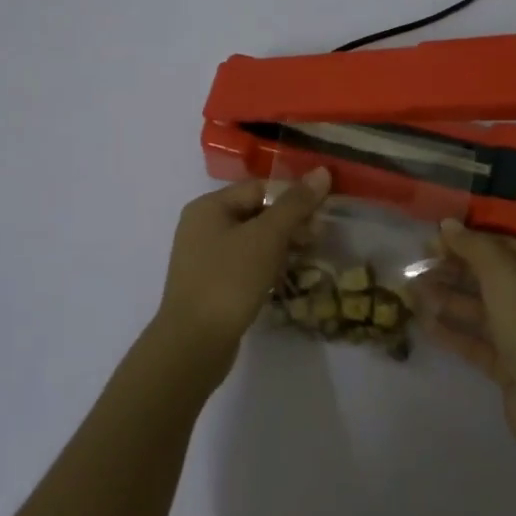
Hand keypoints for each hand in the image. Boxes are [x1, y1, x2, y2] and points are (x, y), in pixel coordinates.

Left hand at [148, 168, 330, 381]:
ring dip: (281, 245)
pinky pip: (245, 264)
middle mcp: (202, 226)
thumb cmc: (229, 280)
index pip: (259, 187)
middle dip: (289, 222)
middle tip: (318, 239)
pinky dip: (267, 265)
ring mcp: (204, 257)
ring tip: (307, 258)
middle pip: (256, 212)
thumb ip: (295, 204)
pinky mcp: (211, 284)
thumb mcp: (266, 237)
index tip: (322, 213)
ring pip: (252, 240)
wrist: (193, 344)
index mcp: (208, 206)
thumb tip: (322, 171)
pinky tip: (284, 278)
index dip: (292, 196)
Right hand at [416, 219, 515, 456]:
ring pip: (481, 310)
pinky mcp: (511, 367)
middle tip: (416, 265)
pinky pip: (477, 342)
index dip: (469, 240)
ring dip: (447, 299)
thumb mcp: (504, 275)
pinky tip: (424, 323)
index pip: (504, 246)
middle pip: (490, 278)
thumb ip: (474, 247)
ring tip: (411, 292)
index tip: (433, 239)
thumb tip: (447, 224)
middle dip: (453, 270)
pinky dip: (453, 332)